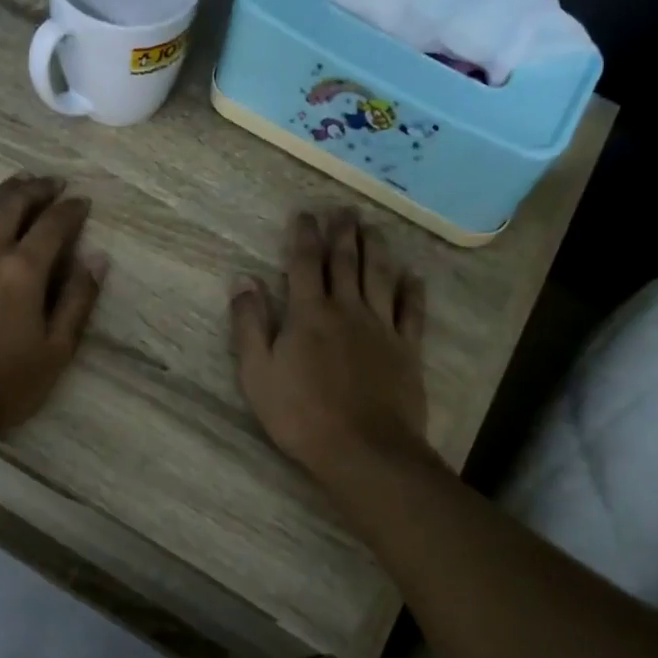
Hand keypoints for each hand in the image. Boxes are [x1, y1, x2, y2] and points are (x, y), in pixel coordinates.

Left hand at [0, 175, 105, 437]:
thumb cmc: (4, 383)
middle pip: (13, 204)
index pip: (53, 226)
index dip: (71, 210)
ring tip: (19, 182)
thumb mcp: (56, 351)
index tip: (82, 201)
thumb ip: (77, 301)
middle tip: (53, 182)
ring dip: (2, 191)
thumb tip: (97, 259)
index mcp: (23, 272)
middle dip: (37, 189)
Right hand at [230, 209, 429, 479]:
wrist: (363, 448)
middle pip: (345, 261)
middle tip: (343, 209)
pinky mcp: (407, 349)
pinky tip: (414, 276)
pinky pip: (412, 311)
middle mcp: (347, 309)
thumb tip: (243, 280)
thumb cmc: (300, 414)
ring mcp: (382, 327)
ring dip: (376, 248)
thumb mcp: (257, 373)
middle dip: (342, 232)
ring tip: (374, 227)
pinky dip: (414, 290)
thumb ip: (250, 324)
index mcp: (309, 314)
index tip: (304, 213)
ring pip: (380, 276)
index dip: (303, 235)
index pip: (304, 263)